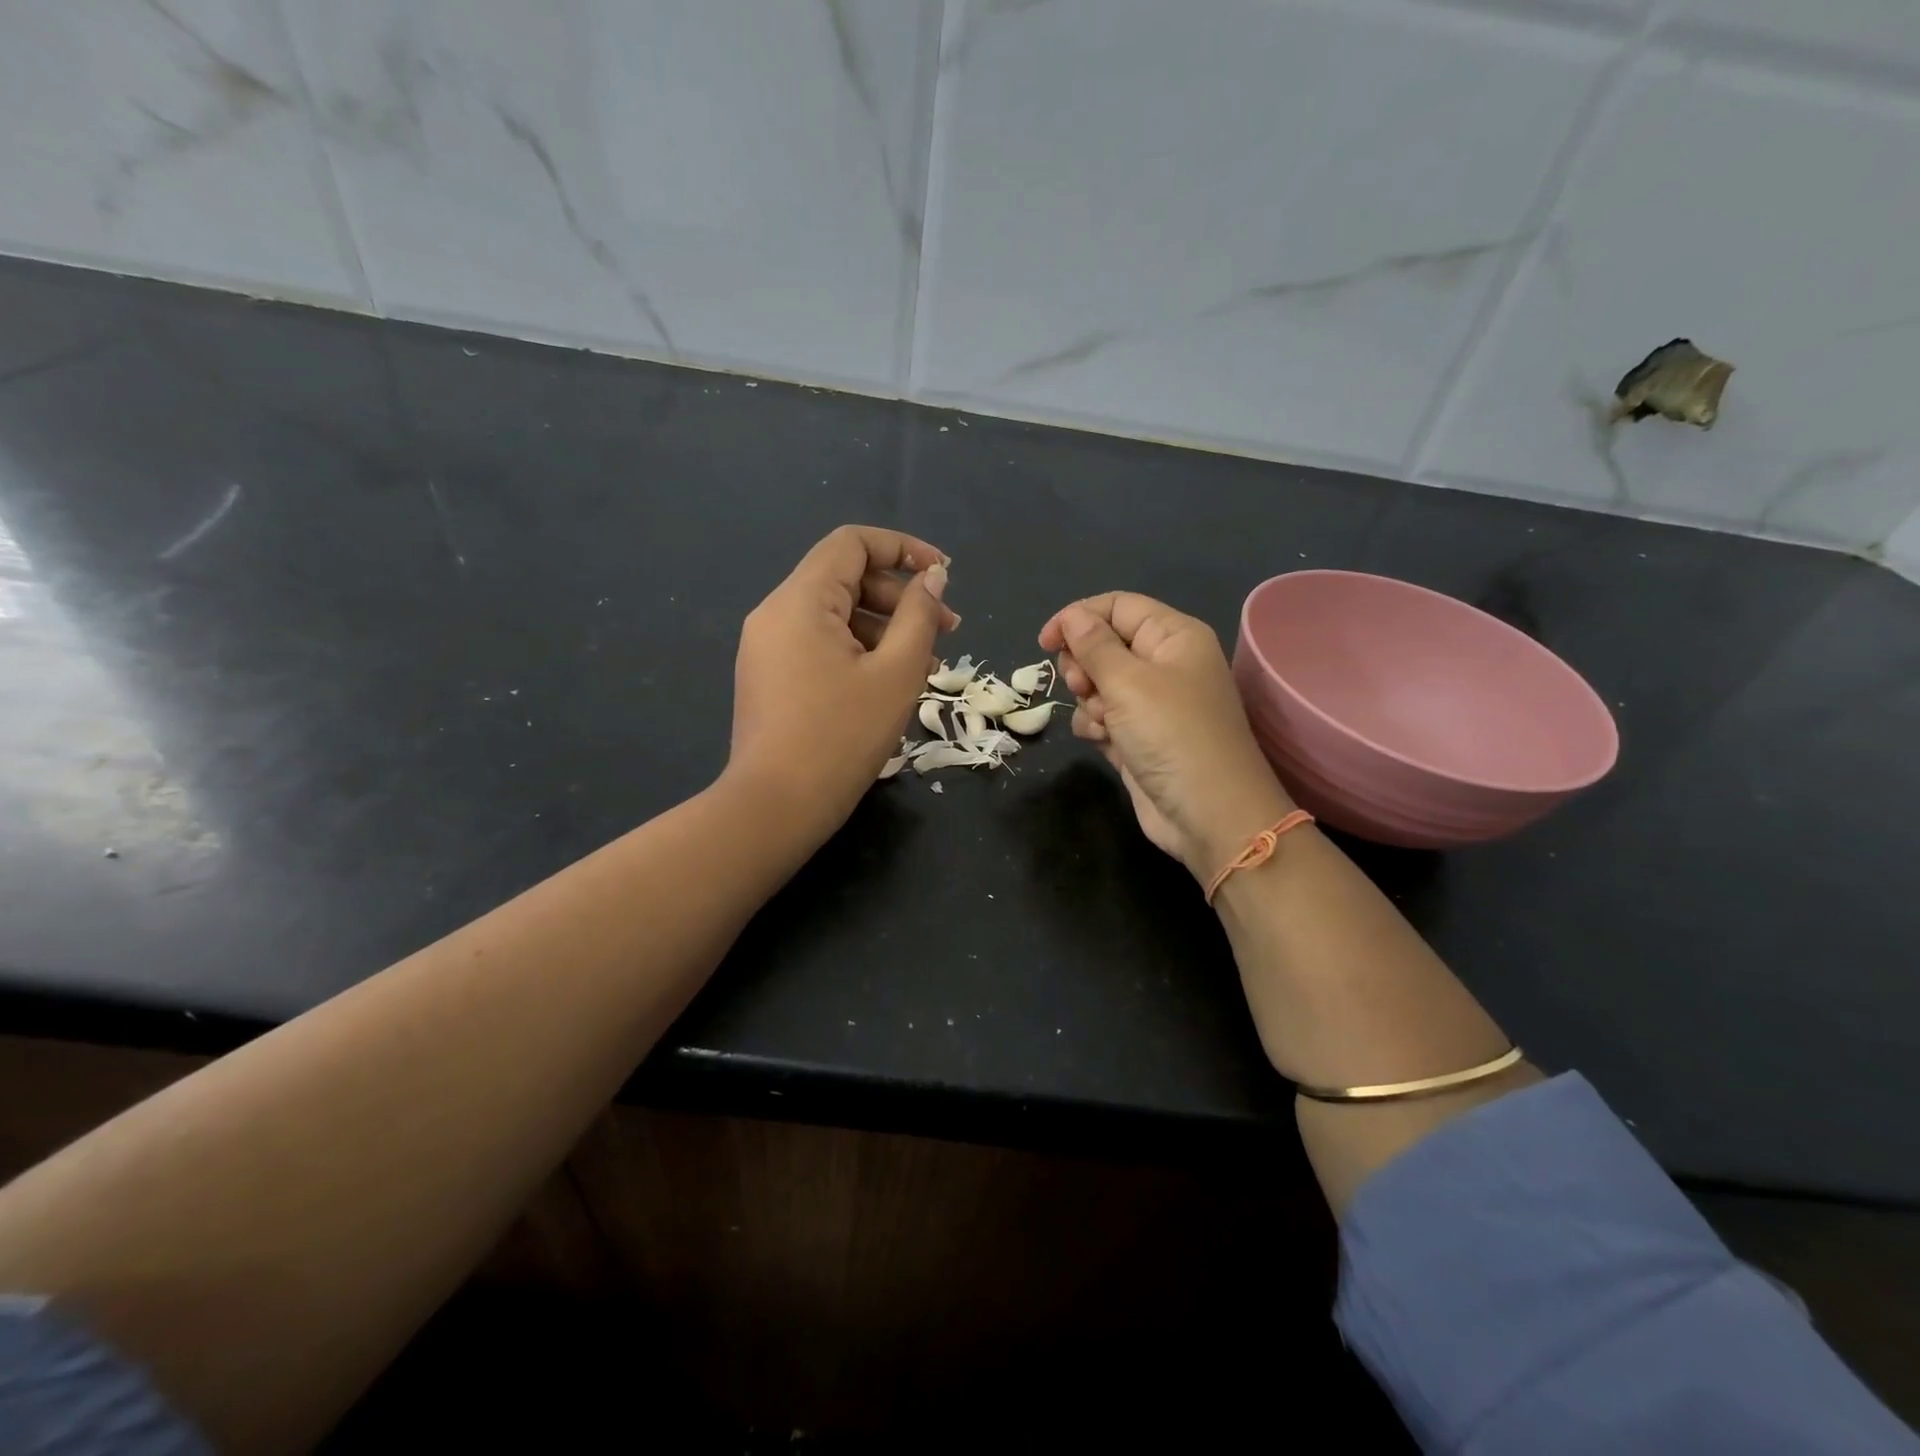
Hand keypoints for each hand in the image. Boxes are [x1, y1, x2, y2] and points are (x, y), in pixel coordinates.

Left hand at [729, 525, 956, 839]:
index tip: (943, 575)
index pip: (852, 544)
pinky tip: (891, 684)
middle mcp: (776, 613)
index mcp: (800, 600)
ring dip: (885, 630)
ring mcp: (768, 647)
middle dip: (901, 597)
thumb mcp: (896, 673)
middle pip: (846, 579)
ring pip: (835, 616)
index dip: (903, 548)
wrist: (776, 807)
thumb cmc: (842, 737)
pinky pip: (820, 645)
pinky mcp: (770, 677)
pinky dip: (858, 652)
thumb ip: (919, 616)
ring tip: (927, 667)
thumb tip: (932, 577)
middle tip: (949, 631)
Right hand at [1039, 592, 1293, 882]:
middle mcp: (1164, 664)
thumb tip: (1072, 616)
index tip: (1045, 642)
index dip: (1078, 618)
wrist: (1207, 813)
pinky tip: (1105, 742)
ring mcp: (1151, 704)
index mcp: (1173, 637)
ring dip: (1089, 700)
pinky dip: (1096, 726)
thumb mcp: (1128, 682)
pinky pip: (1102, 717)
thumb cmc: (1172, 734)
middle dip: (1083, 664)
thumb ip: (1094, 645)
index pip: (1117, 606)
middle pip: (1104, 644)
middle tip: (1081, 685)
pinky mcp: (1138, 738)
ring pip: (1097, 684)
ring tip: (1103, 720)